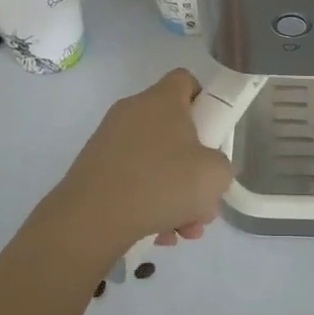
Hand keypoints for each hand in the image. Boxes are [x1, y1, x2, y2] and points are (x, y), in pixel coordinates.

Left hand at [34, 70, 233, 256]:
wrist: (92, 218)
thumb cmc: (162, 183)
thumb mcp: (215, 175)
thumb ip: (222, 164)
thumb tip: (210, 167)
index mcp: (162, 100)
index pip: (185, 80)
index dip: (204, 101)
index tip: (213, 134)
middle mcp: (133, 111)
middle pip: (173, 129)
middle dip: (193, 167)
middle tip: (204, 200)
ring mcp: (110, 139)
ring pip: (154, 161)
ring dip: (174, 194)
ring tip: (184, 229)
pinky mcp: (94, 168)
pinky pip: (132, 180)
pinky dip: (148, 203)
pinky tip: (159, 234)